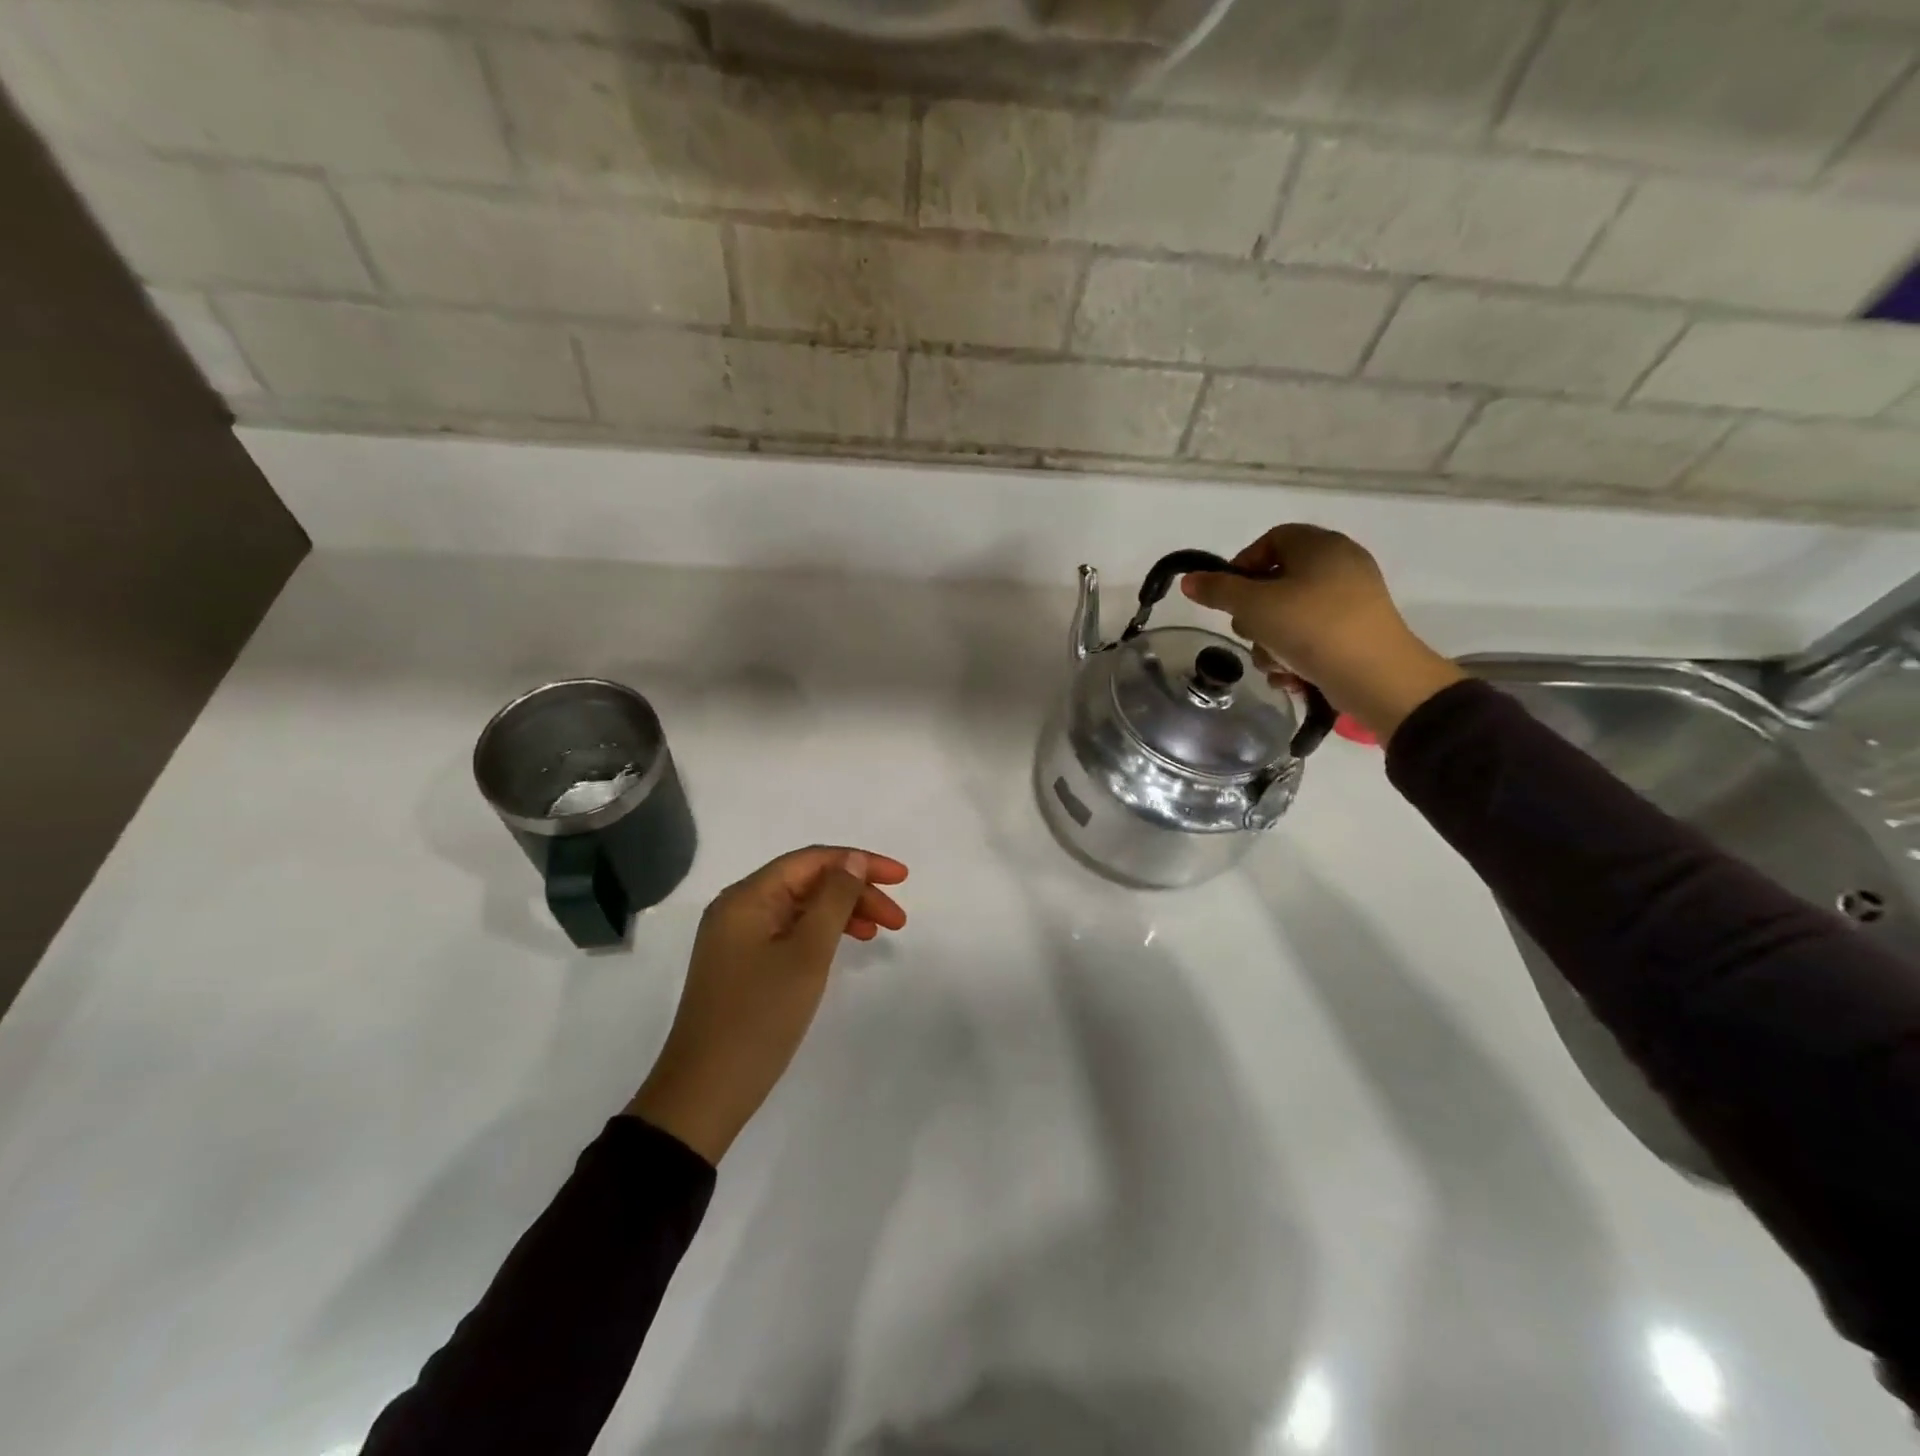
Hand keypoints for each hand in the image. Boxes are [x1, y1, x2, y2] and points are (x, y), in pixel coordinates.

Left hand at [627, 846, 907, 1163]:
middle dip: (855, 892)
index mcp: (747, 897)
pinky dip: (820, 934)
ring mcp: (736, 938)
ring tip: (879, 932)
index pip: (811, 860)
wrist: (704, 1094)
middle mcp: (738, 908)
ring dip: (842, 913)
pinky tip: (842, 948)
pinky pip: (788, 933)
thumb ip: (834, 900)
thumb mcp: (807, 954)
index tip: (902, 878)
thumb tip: (851, 860)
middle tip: (898, 919)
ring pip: (800, 908)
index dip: (860, 862)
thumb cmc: (760, 1018)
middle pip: (806, 882)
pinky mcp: (740, 965)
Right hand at [1180, 523, 1464, 740]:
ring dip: (1271, 642)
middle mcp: (1340, 565)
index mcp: (1320, 545)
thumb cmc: (1311, 628)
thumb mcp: (1254, 606)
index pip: (1270, 541)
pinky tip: (1291, 676)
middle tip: (1250, 634)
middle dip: (1254, 614)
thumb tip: (1189, 580)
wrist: (1377, 677)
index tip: (1228, 598)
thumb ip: (1218, 590)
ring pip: (1290, 615)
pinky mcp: (1357, 633)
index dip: (1242, 566)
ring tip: (1274, 663)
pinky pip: (1313, 636)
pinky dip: (1296, 654)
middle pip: (1277, 581)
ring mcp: (1352, 601)